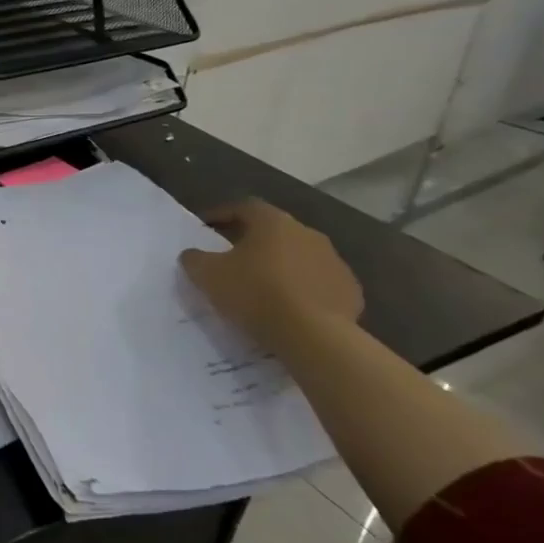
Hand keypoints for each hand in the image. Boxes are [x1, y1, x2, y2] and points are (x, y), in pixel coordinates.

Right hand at [178, 199, 361, 348]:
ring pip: (299, 256)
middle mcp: (308, 233)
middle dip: (252, 240)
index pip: (244, 207)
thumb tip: (193, 254)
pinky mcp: (350, 290)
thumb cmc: (255, 293)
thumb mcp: (207, 274)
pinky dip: (303, 288)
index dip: (222, 214)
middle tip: (232, 256)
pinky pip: (319, 282)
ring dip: (280, 264)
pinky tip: (290, 306)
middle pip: (274, 230)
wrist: (314, 335)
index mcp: (273, 222)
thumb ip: (195, 258)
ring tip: (262, 285)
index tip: (206, 227)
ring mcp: (334, 261)